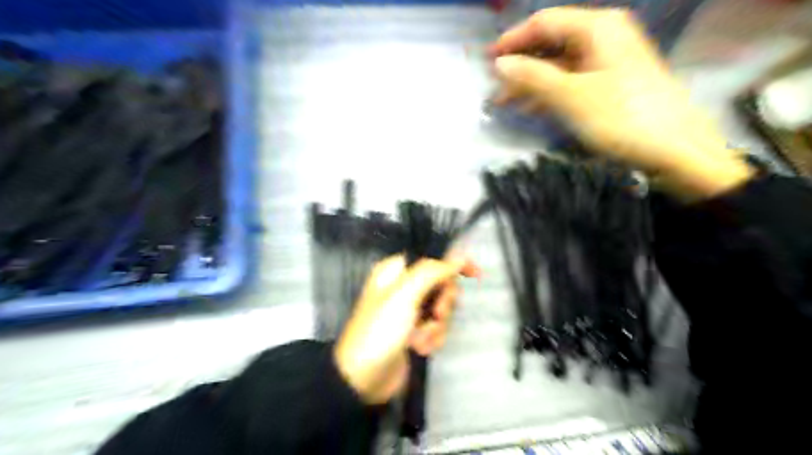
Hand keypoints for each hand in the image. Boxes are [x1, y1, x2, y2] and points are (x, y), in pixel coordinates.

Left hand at [333, 255, 476, 403]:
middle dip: (443, 303)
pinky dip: (432, 338)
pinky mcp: (416, 332)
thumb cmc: (380, 330)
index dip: (453, 264)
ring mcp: (410, 311)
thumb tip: (458, 256)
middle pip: (442, 285)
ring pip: (442, 309)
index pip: (432, 259)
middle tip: (436, 314)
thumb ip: (432, 272)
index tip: (475, 274)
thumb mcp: (404, 295)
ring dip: (437, 326)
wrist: (364, 378)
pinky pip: (437, 328)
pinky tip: (419, 348)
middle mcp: (404, 288)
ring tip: (420, 339)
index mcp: (396, 272)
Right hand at [488, 8, 754, 201]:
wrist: (675, 149)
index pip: (544, 23)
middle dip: (520, 65)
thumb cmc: (621, 117)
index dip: (512, 40)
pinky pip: (572, 81)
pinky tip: (532, 108)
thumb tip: (500, 63)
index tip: (486, 60)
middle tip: (494, 87)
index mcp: (597, 28)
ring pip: (559, 65)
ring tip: (505, 102)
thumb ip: (532, 77)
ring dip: (531, 82)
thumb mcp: (571, 96)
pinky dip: (549, 93)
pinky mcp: (610, 84)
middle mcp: (603, 37)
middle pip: (551, 43)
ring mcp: (608, 61)